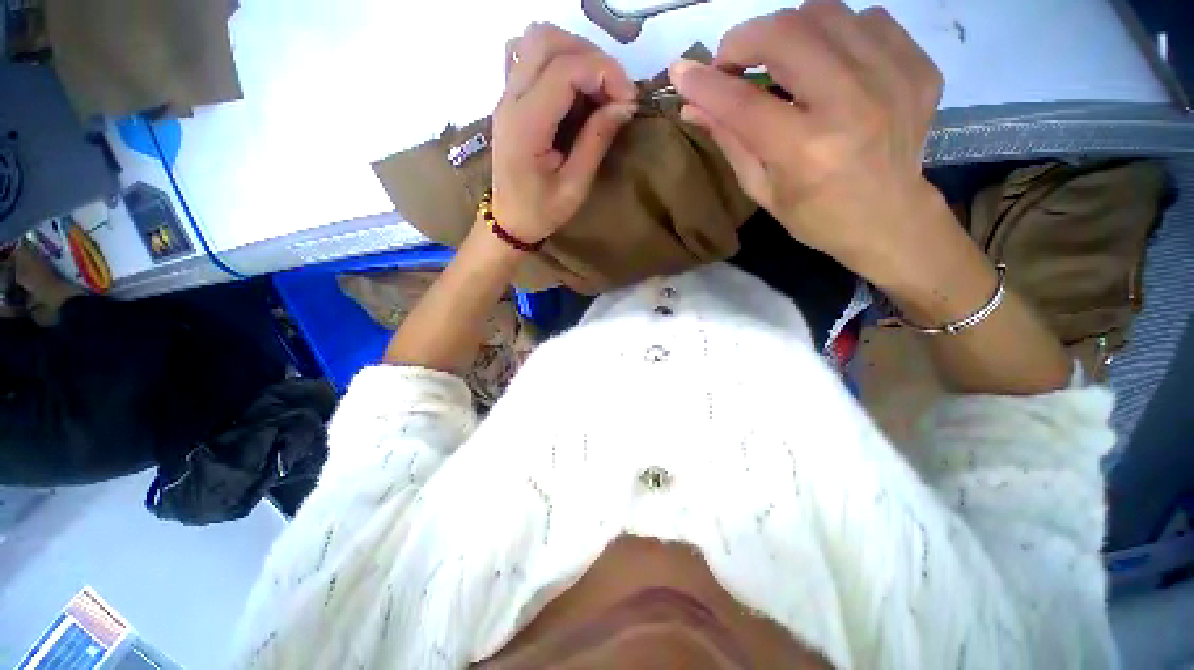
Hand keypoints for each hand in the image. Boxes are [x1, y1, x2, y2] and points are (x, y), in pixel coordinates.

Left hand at [491, 23, 637, 244]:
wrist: (509, 220)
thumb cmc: (541, 211)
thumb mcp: (574, 186)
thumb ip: (596, 141)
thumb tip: (624, 105)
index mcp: (526, 125)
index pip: (564, 69)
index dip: (604, 73)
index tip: (629, 99)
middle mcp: (511, 100)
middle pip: (547, 40)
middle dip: (591, 57)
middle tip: (614, 91)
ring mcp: (506, 95)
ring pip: (537, 41)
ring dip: (575, 53)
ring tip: (598, 89)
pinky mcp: (510, 98)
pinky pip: (529, 56)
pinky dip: (558, 59)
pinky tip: (574, 87)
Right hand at [669, 0, 948, 286]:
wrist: (890, 219)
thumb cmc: (815, 216)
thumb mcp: (762, 189)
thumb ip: (730, 141)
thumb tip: (692, 105)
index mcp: (806, 151)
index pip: (743, 103)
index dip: (706, 83)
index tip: (681, 73)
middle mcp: (852, 106)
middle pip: (786, 35)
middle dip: (744, 40)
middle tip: (733, 62)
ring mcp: (893, 79)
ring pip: (825, 14)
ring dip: (787, 31)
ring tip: (778, 60)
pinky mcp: (918, 67)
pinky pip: (867, 20)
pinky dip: (836, 33)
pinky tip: (828, 63)